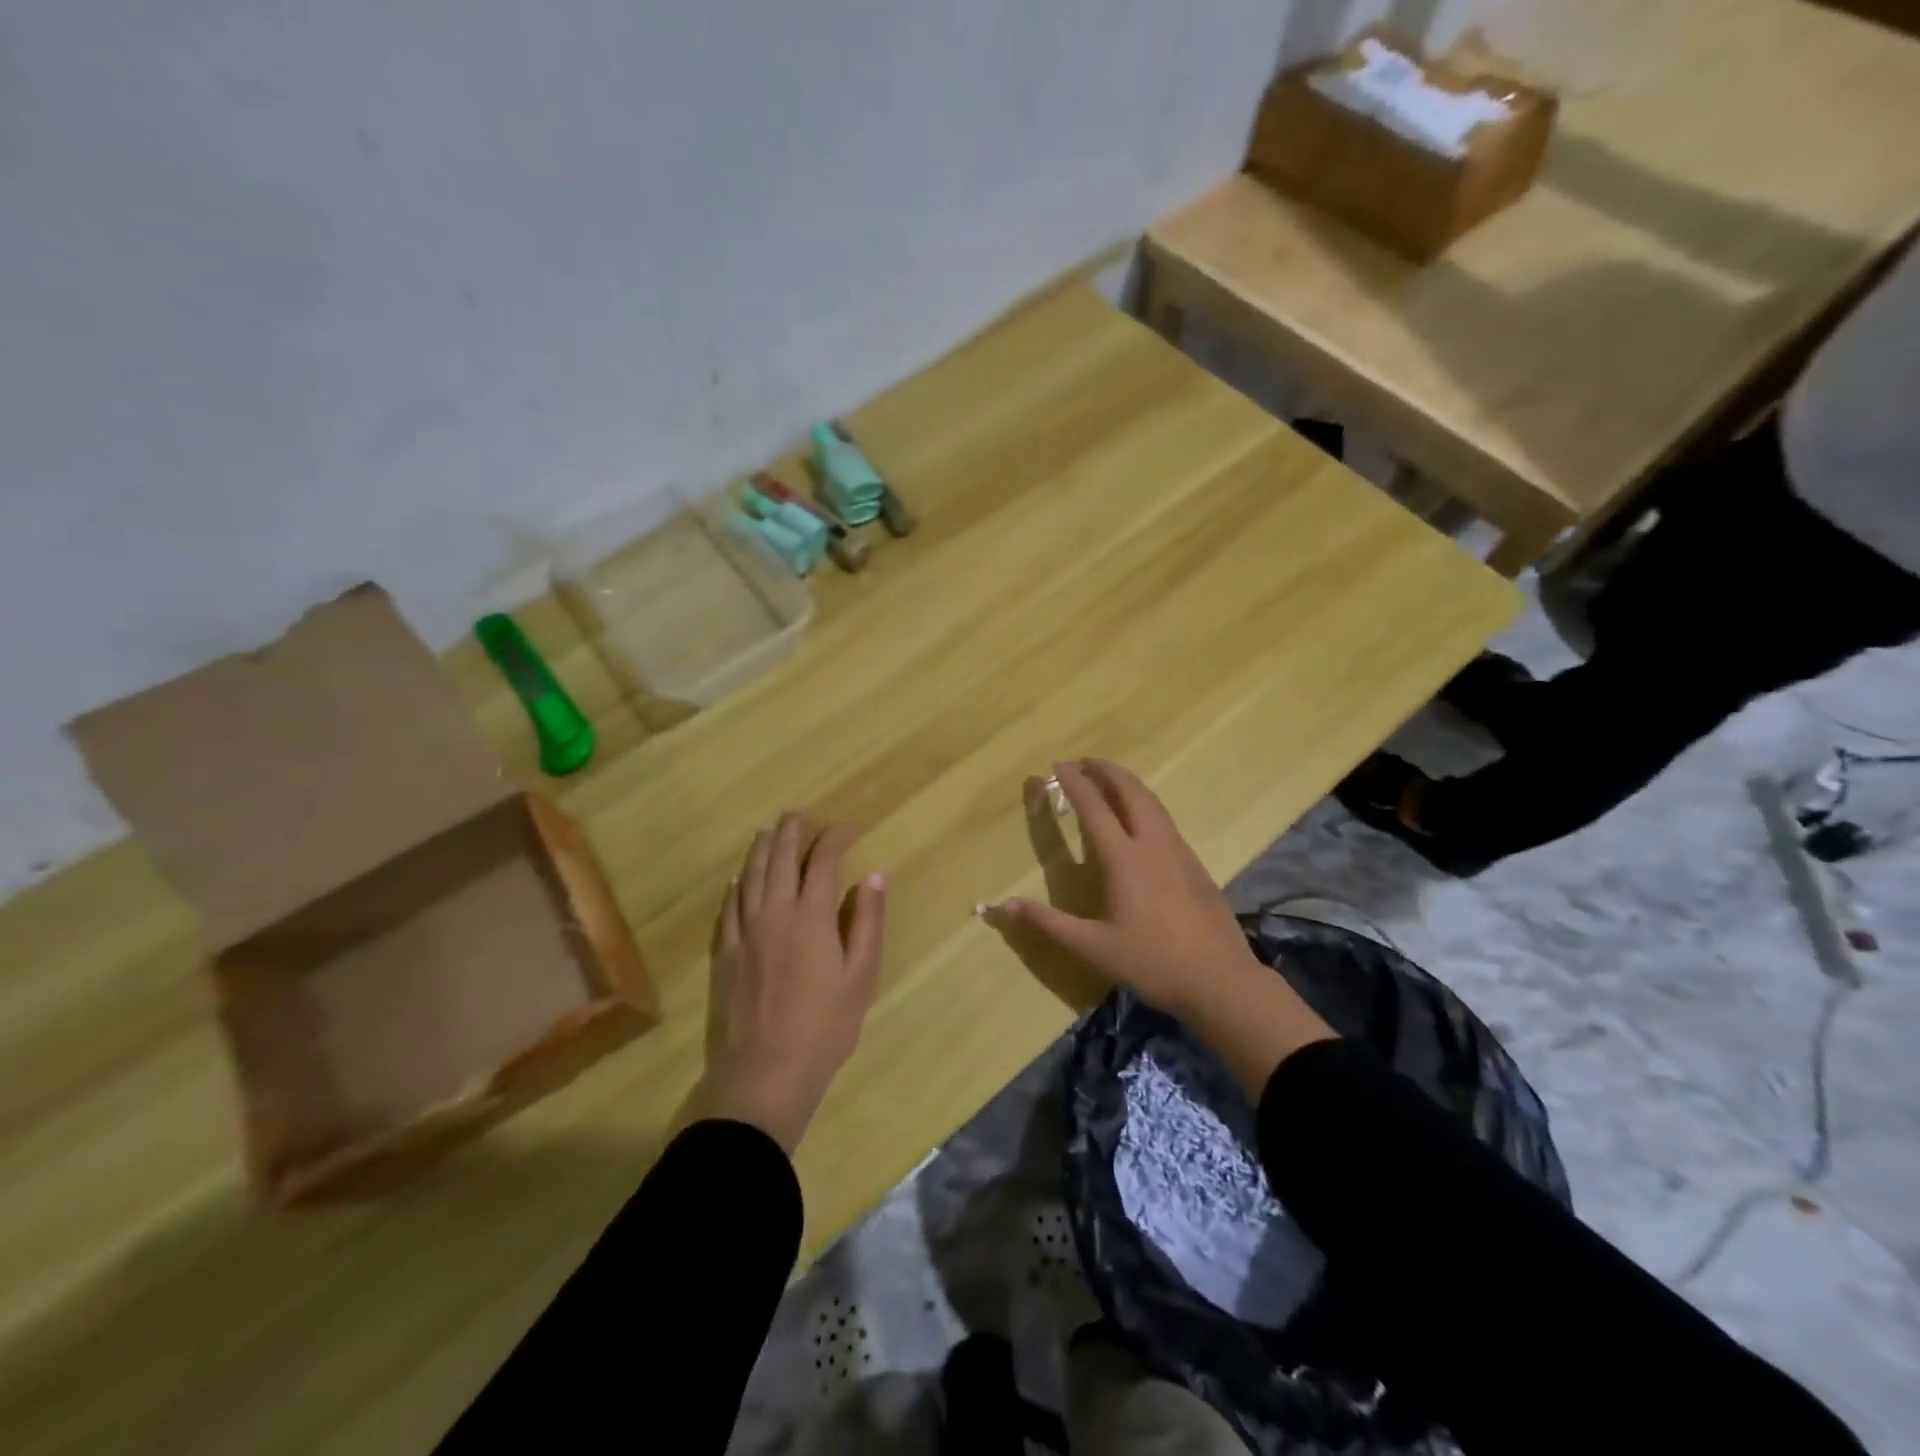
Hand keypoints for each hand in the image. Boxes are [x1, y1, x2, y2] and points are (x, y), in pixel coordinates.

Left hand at [696, 811, 886, 1153]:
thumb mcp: (861, 976)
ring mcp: (743, 932)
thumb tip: (874, 875)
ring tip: (767, 831)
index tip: (847, 827)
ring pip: (749, 876)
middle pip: (780, 858)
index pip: (822, 860)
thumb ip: (867, 921)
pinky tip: (738, 879)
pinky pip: (727, 907)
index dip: (835, 837)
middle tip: (798, 813)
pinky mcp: (723, 954)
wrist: (763, 1073)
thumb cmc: (824, 1027)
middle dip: (791, 831)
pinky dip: (735, 886)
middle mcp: (773, 912)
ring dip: (760, 849)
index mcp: (810, 915)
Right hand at [991, 760, 1333, 1097]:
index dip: (1075, 783)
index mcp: (1124, 859)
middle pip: (1130, 792)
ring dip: (1128, 784)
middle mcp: (1152, 844)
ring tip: (1109, 780)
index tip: (1058, 764)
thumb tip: (1002, 905)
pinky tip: (1141, 820)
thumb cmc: (1152, 963)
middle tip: (1084, 761)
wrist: (1220, 980)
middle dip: (1106, 770)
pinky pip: (1165, 820)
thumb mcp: (1092, 948)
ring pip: (1152, 802)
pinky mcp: (1195, 864)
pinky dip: (1145, 804)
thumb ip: (1048, 923)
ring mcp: (1179, 852)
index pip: (1094, 808)